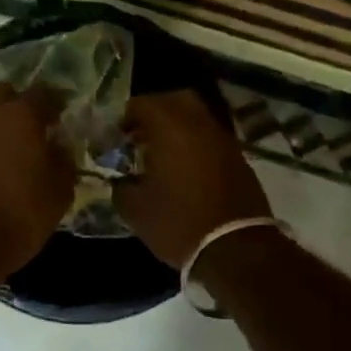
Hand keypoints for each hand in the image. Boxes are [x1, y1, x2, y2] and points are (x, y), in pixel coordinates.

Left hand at [0, 83, 74, 284]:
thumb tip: (59, 145)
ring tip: (16, 149)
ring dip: (0, 123)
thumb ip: (64, 160)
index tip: (65, 118)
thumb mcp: (59, 193)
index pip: (45, 93)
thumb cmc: (19, 217)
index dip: (58, 103)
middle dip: (22, 104)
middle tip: (37, 128)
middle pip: (7, 93)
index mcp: (21, 115)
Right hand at [114, 89, 269, 267]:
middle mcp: (199, 125)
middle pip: (174, 100)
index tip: (113, 135)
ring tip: (158, 152)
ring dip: (176, 126)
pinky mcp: (238, 159)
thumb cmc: (179, 223)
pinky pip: (210, 137)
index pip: (142, 104)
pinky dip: (194, 143)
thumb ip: (120, 186)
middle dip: (153, 112)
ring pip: (196, 117)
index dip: (123, 116)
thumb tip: (118, 179)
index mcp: (171, 128)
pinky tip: (181, 168)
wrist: (236, 250)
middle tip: (137, 134)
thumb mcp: (136, 209)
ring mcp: (223, 140)